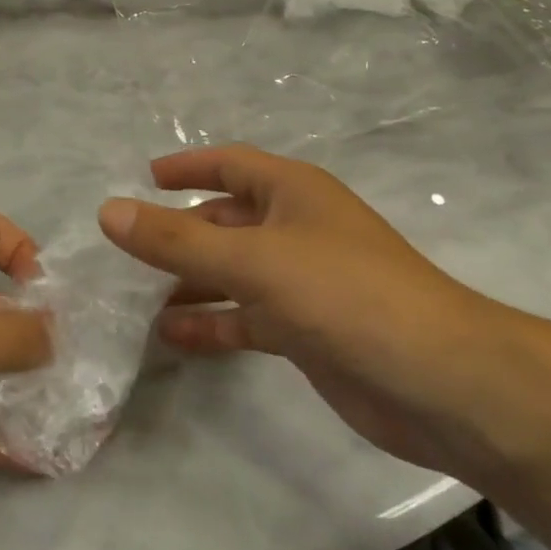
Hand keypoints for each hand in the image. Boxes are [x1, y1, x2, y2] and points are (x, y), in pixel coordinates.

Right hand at [98, 146, 509, 473]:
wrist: (442, 384)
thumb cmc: (345, 295)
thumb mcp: (253, 260)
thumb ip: (176, 239)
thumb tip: (107, 212)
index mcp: (292, 193)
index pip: (229, 165)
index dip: (187, 167)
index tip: (143, 178)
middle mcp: (296, 229)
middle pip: (225, 220)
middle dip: (180, 232)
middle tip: (127, 249)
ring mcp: (304, 282)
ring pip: (233, 272)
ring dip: (190, 281)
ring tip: (137, 298)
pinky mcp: (308, 331)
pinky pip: (247, 317)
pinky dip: (213, 323)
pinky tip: (173, 338)